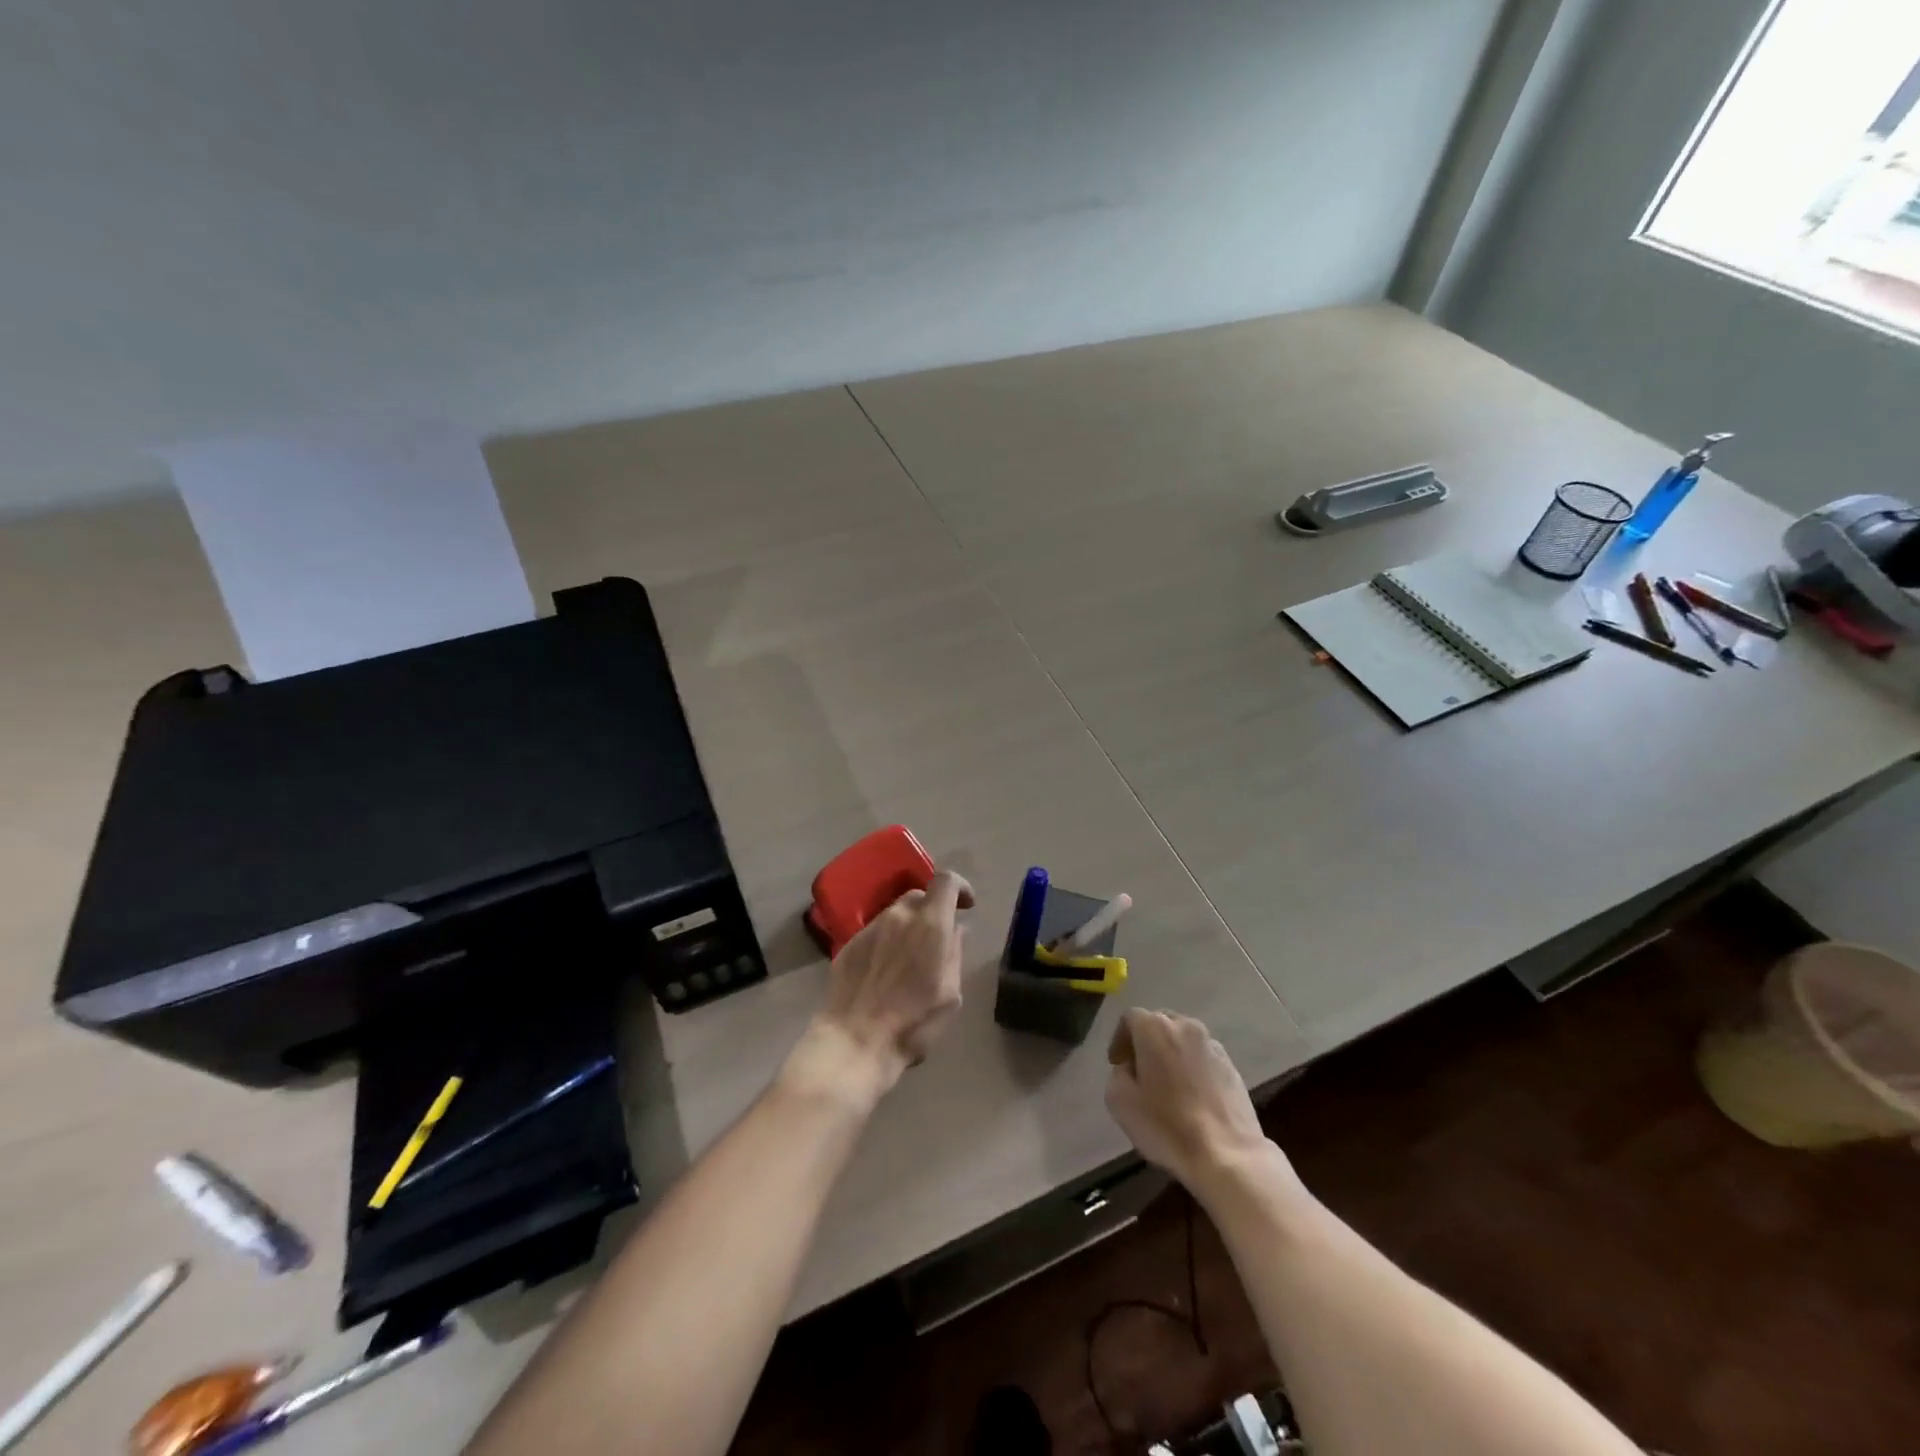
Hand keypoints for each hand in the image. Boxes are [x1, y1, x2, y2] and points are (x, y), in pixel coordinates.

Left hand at [807, 869, 974, 1094]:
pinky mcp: (848, 945)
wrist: (853, 1042)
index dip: (960, 886)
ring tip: (911, 958)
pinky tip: (886, 970)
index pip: (946, 880)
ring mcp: (869, 929)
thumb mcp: (950, 994)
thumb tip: (955, 931)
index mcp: (930, 924)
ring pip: (895, 913)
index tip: (967, 905)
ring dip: (908, 926)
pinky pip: (875, 932)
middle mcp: (898, 916)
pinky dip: (887, 941)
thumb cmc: (912, 1023)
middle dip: (933, 909)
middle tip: (938, 937)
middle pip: (919, 895)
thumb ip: (954, 954)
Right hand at [1105, 1008, 1278, 1192]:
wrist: (1227, 1156)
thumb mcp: (1119, 1101)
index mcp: (1155, 1028)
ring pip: (1183, 1040)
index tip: (1118, 1064)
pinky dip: (1193, 1068)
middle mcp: (1185, 1026)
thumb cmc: (1167, 1126)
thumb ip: (1117, 1074)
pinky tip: (1191, 1098)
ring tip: (1168, 1086)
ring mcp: (1212, 1045)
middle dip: (1146, 1043)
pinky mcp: (1232, 1067)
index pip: (1130, 1018)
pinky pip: (1203, 1058)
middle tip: (1140, 1072)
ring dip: (1171, 1054)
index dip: (1119, 1039)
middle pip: (1159, 1023)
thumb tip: (1130, 1068)